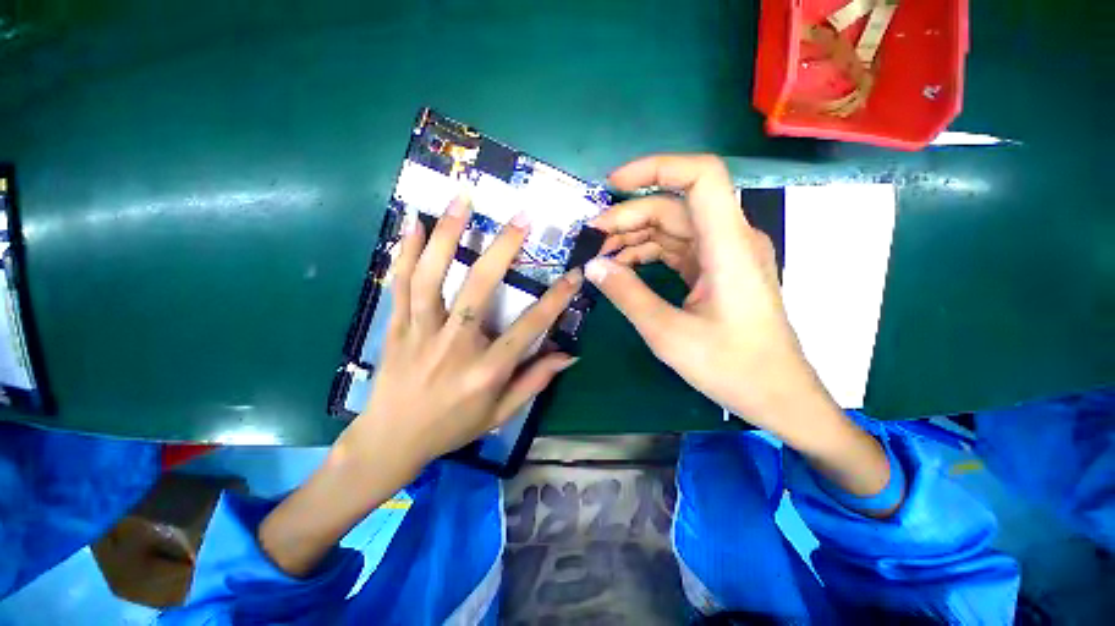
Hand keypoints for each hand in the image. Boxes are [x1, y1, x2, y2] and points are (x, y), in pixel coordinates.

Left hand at [341, 195, 581, 469]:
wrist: (391, 439)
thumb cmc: (453, 427)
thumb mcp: (501, 414)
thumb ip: (535, 381)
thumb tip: (569, 355)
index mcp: (485, 371)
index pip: (528, 329)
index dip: (555, 301)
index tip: (573, 274)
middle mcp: (453, 345)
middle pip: (478, 288)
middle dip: (503, 249)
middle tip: (520, 218)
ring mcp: (420, 332)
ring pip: (432, 276)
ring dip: (447, 233)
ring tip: (462, 199)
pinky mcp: (396, 326)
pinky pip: (399, 283)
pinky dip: (405, 250)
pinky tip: (413, 221)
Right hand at [589, 155, 894, 509]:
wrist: (777, 395)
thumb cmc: (731, 368)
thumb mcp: (668, 334)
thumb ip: (627, 295)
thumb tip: (592, 266)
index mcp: (728, 246)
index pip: (700, 176)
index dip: (656, 167)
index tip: (612, 184)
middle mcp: (730, 239)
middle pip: (674, 205)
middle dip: (628, 216)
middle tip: (590, 238)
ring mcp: (724, 254)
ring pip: (672, 227)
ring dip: (634, 236)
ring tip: (600, 255)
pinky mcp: (717, 270)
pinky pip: (677, 249)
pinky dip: (648, 253)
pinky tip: (623, 266)